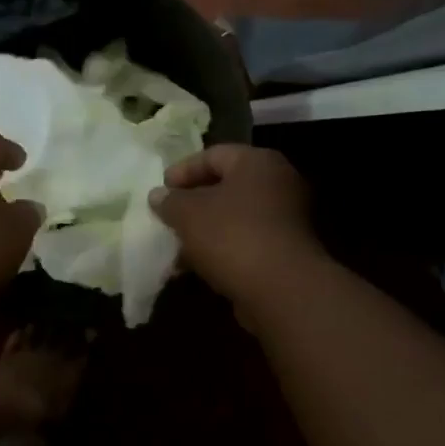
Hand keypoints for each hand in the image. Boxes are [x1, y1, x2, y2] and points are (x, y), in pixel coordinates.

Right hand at [149, 144, 319, 308]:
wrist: (282, 290)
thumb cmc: (232, 236)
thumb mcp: (188, 214)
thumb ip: (169, 201)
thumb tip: (158, 196)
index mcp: (257, 162)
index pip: (213, 155)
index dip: (182, 171)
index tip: (160, 191)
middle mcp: (278, 183)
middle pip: (225, 186)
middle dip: (192, 203)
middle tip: (167, 216)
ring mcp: (286, 218)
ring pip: (234, 216)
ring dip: (204, 229)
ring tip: (176, 246)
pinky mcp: (285, 250)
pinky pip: (245, 240)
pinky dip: (221, 248)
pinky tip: (196, 266)